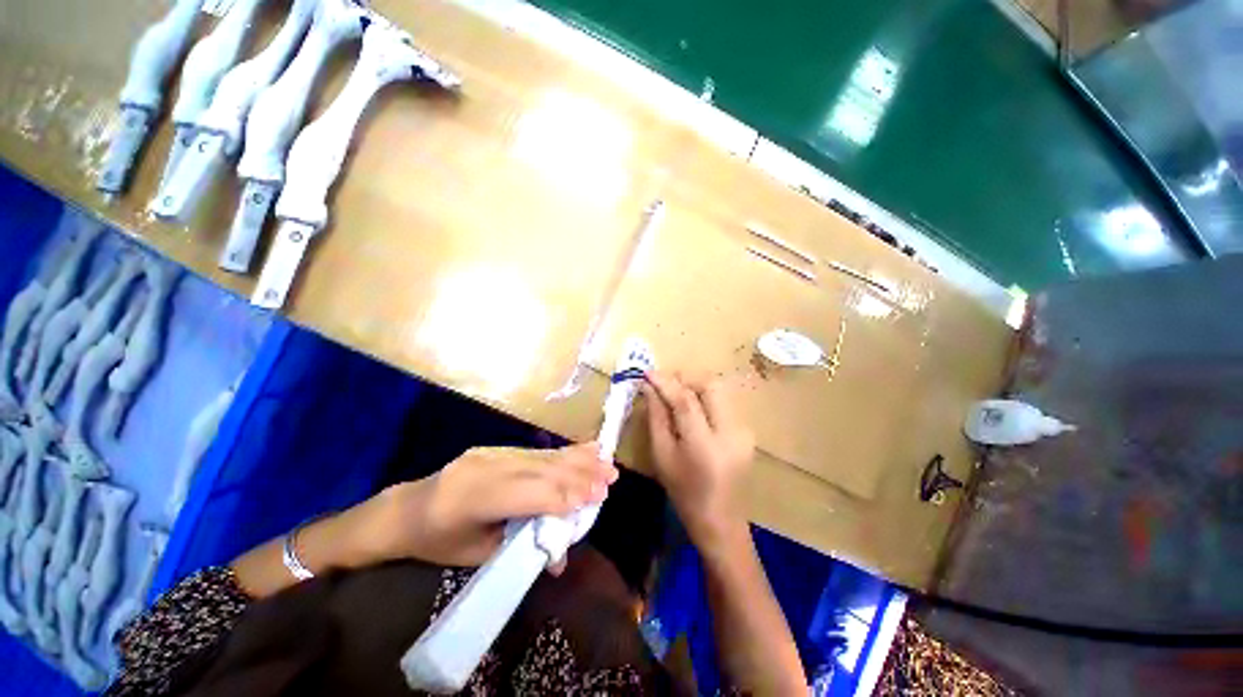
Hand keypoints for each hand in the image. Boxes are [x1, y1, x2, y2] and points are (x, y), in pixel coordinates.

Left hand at [349, 442, 617, 567]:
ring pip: (543, 456)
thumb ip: (519, 550)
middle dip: (580, 473)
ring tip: (605, 460)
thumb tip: (560, 561)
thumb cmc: (438, 541)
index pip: (531, 494)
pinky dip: (563, 451)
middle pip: (542, 469)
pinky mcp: (498, 448)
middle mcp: (487, 467)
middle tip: (611, 476)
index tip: (598, 497)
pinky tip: (583, 448)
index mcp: (475, 498)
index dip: (566, 494)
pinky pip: (536, 450)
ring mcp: (493, 452)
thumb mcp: (476, 556)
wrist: (407, 509)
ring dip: (577, 458)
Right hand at [642, 372, 754, 550]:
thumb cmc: (683, 491)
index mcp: (705, 445)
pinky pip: (724, 402)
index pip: (685, 401)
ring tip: (676, 394)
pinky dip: (705, 397)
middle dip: (685, 378)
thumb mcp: (662, 455)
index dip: (666, 382)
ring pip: (719, 390)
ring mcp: (743, 431)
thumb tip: (649, 388)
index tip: (648, 372)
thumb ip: (656, 417)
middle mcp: (730, 433)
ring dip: (695, 386)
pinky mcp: (747, 431)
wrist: (720, 519)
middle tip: (665, 383)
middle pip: (710, 386)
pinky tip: (693, 408)